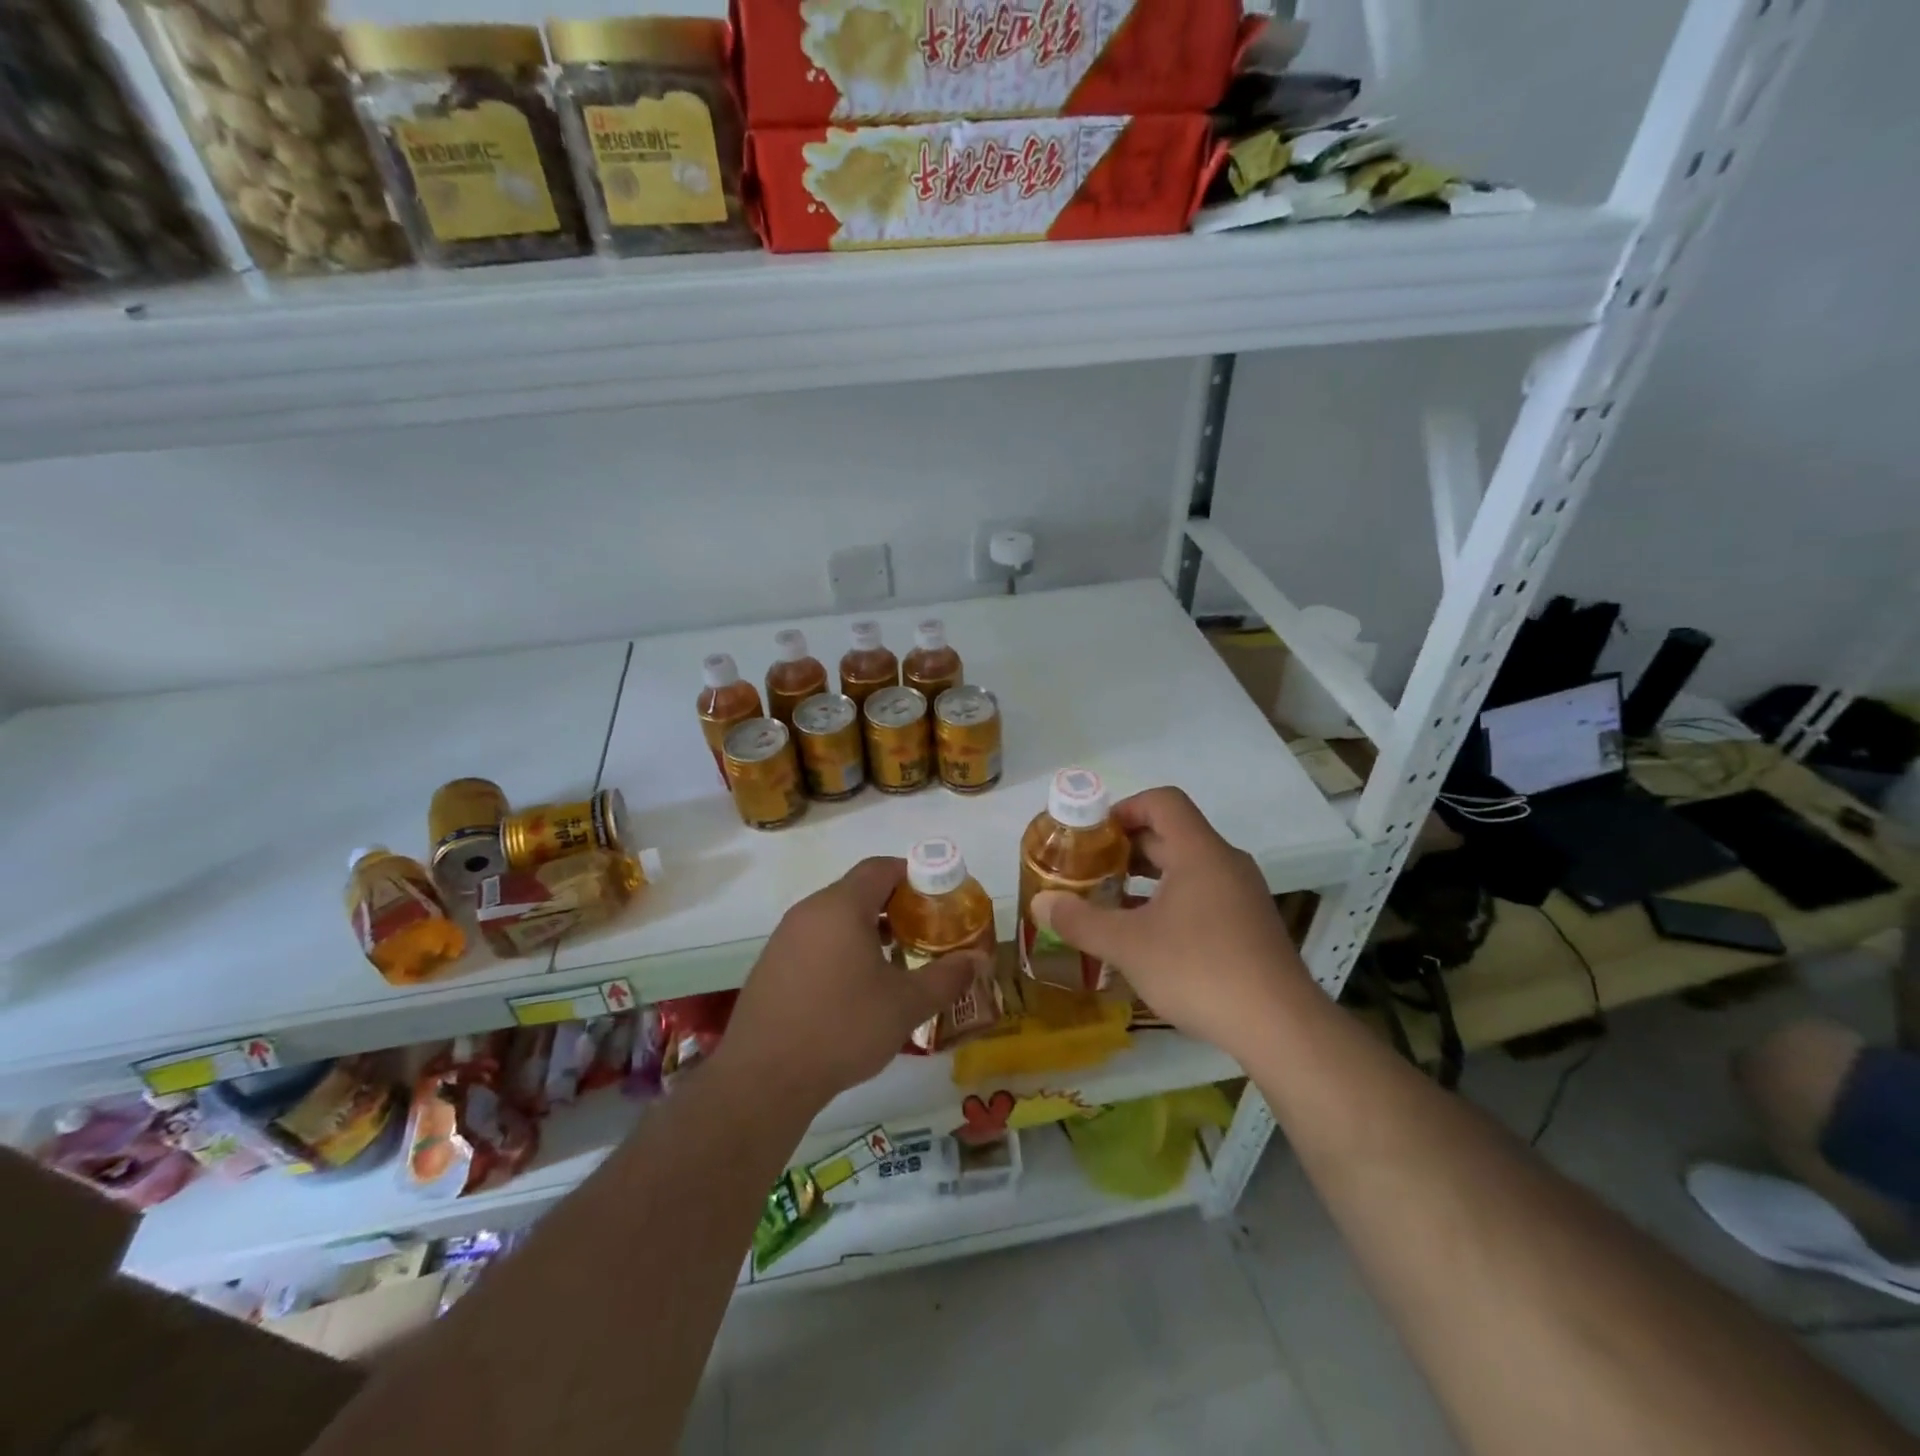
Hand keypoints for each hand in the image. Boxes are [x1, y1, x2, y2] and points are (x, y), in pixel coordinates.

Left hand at [718, 857, 987, 1111]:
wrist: (763, 1078)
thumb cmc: (842, 1028)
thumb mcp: (906, 1005)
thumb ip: (947, 977)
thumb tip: (978, 960)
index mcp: (841, 907)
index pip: (880, 868)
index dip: (914, 875)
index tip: (939, 898)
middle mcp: (809, 911)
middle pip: (858, 891)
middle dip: (894, 906)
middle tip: (924, 933)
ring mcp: (785, 938)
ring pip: (835, 917)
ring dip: (867, 929)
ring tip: (895, 962)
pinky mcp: (771, 966)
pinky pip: (815, 941)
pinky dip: (841, 949)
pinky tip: (855, 988)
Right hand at [1030, 787, 1308, 1058]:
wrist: (1280, 1026)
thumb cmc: (1199, 970)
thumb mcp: (1128, 946)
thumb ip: (1080, 920)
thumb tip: (1040, 903)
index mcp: (1199, 852)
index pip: (1162, 802)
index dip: (1124, 808)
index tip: (1093, 835)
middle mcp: (1225, 863)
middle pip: (1172, 834)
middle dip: (1127, 847)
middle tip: (1090, 870)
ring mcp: (1242, 895)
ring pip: (1188, 867)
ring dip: (1147, 877)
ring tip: (1111, 901)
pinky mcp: (1250, 925)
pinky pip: (1203, 894)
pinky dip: (1170, 900)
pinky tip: (1148, 936)